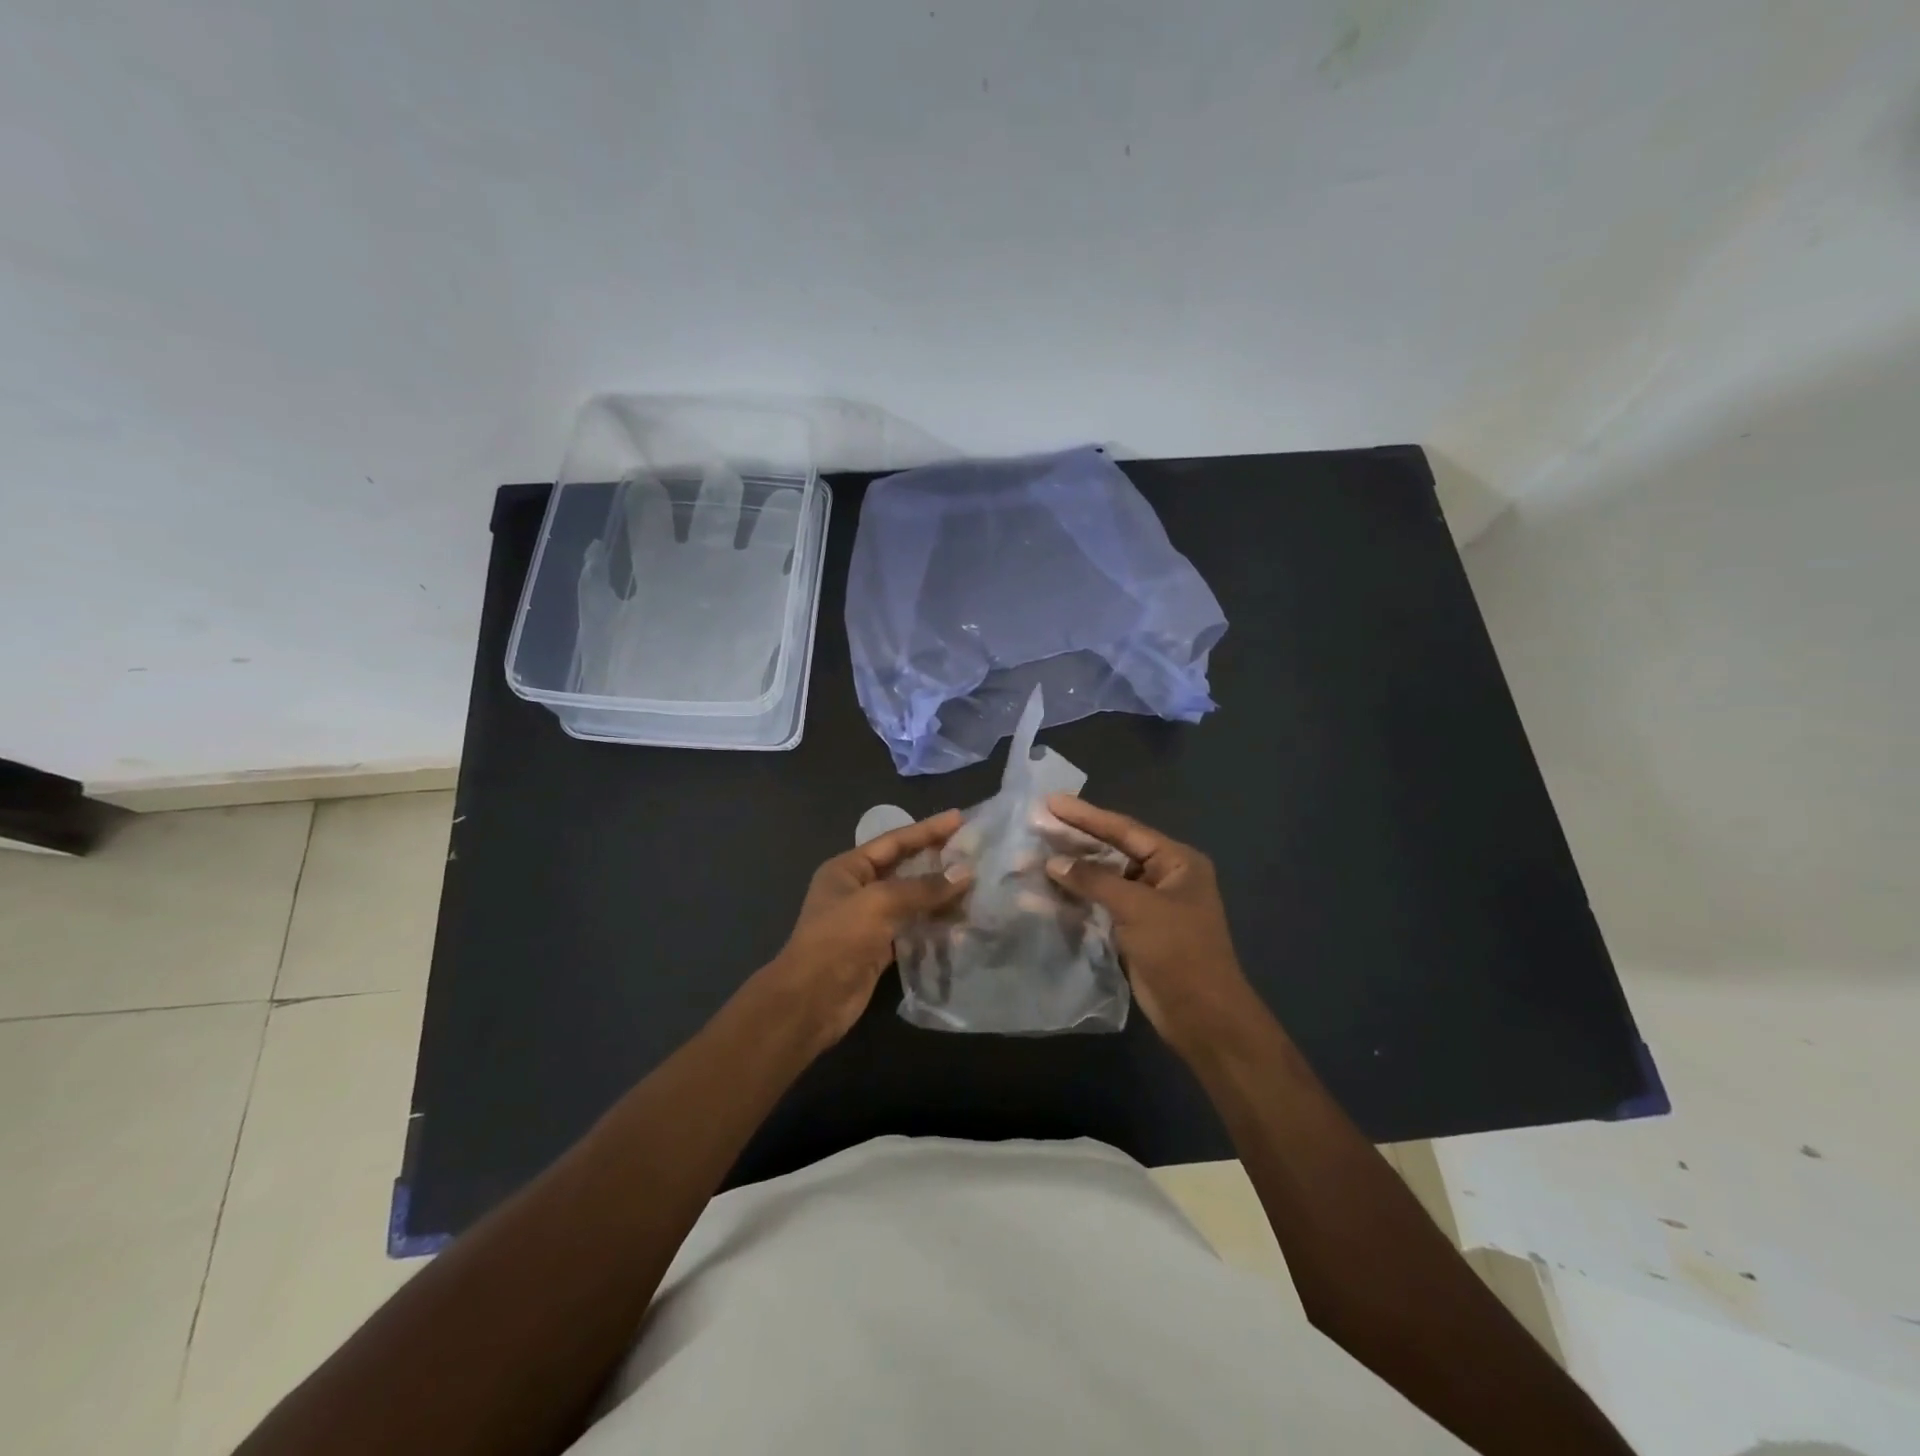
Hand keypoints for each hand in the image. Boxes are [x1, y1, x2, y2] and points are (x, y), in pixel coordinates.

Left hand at [760, 810, 970, 1050]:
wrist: (810, 1001)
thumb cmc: (838, 940)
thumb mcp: (879, 903)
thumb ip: (923, 888)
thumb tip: (964, 873)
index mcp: (848, 868)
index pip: (894, 841)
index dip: (928, 830)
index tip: (960, 818)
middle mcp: (858, 889)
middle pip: (904, 868)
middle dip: (937, 860)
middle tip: (973, 851)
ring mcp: (868, 920)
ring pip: (911, 899)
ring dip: (940, 894)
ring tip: (975, 885)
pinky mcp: (880, 948)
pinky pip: (912, 927)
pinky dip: (934, 923)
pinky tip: (960, 920)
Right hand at [1042, 795, 1256, 1057]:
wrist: (1202, 1016)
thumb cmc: (1178, 951)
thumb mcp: (1137, 908)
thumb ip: (1094, 881)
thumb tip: (1053, 862)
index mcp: (1176, 861)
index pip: (1124, 829)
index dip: (1086, 816)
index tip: (1051, 802)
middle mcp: (1162, 876)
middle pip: (1111, 851)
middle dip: (1073, 843)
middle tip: (1035, 826)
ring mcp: (1147, 905)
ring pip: (1101, 880)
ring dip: (1069, 873)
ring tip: (1030, 859)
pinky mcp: (1133, 930)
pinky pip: (1099, 905)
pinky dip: (1074, 900)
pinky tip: (1043, 896)